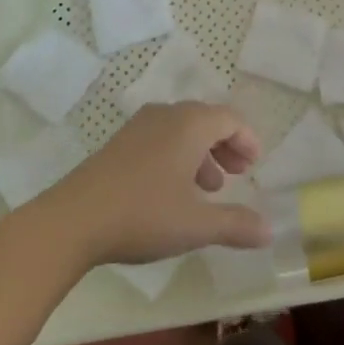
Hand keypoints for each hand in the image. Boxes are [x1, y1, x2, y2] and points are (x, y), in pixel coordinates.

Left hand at [27, 102, 270, 266]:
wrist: (73, 220)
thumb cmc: (143, 214)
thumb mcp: (195, 225)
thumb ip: (236, 224)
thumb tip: (270, 229)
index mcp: (191, 124)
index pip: (230, 118)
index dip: (247, 139)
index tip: (255, 164)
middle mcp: (168, 114)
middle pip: (207, 120)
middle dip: (226, 146)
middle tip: (238, 174)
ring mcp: (140, 126)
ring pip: (182, 130)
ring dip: (202, 153)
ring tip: (209, 188)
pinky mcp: (120, 142)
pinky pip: (161, 138)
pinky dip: (178, 155)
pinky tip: (173, 190)